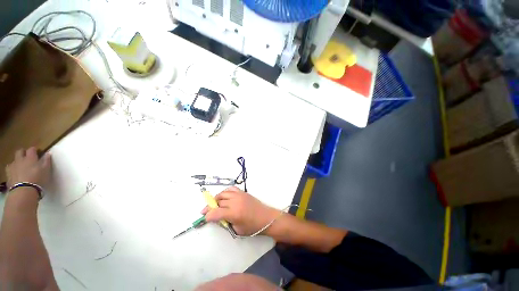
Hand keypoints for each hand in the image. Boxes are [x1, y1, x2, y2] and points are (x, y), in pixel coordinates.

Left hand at [5, 147, 51, 188]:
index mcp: (30, 157)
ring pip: (14, 160)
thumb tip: (48, 153)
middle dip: (23, 152)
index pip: (32, 149)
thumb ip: (47, 161)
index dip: (34, 150)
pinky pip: (9, 169)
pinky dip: (12, 169)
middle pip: (20, 151)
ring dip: (17, 162)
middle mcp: (20, 159)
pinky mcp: (8, 174)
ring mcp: (13, 166)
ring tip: (21, 167)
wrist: (24, 191)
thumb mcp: (46, 170)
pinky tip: (15, 174)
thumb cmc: (38, 179)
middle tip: (27, 157)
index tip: (38, 152)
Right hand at [201, 187, 279, 235]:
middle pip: (218, 201)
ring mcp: (239, 195)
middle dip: (210, 207)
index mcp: (234, 213)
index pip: (216, 212)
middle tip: (206, 211)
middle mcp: (235, 201)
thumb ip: (225, 222)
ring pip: (223, 193)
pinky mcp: (243, 192)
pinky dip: (225, 192)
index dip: (208, 216)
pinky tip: (224, 197)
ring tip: (214, 204)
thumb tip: (217, 217)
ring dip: (216, 198)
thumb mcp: (237, 229)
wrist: (266, 217)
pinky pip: (231, 189)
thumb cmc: (252, 227)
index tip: (204, 218)